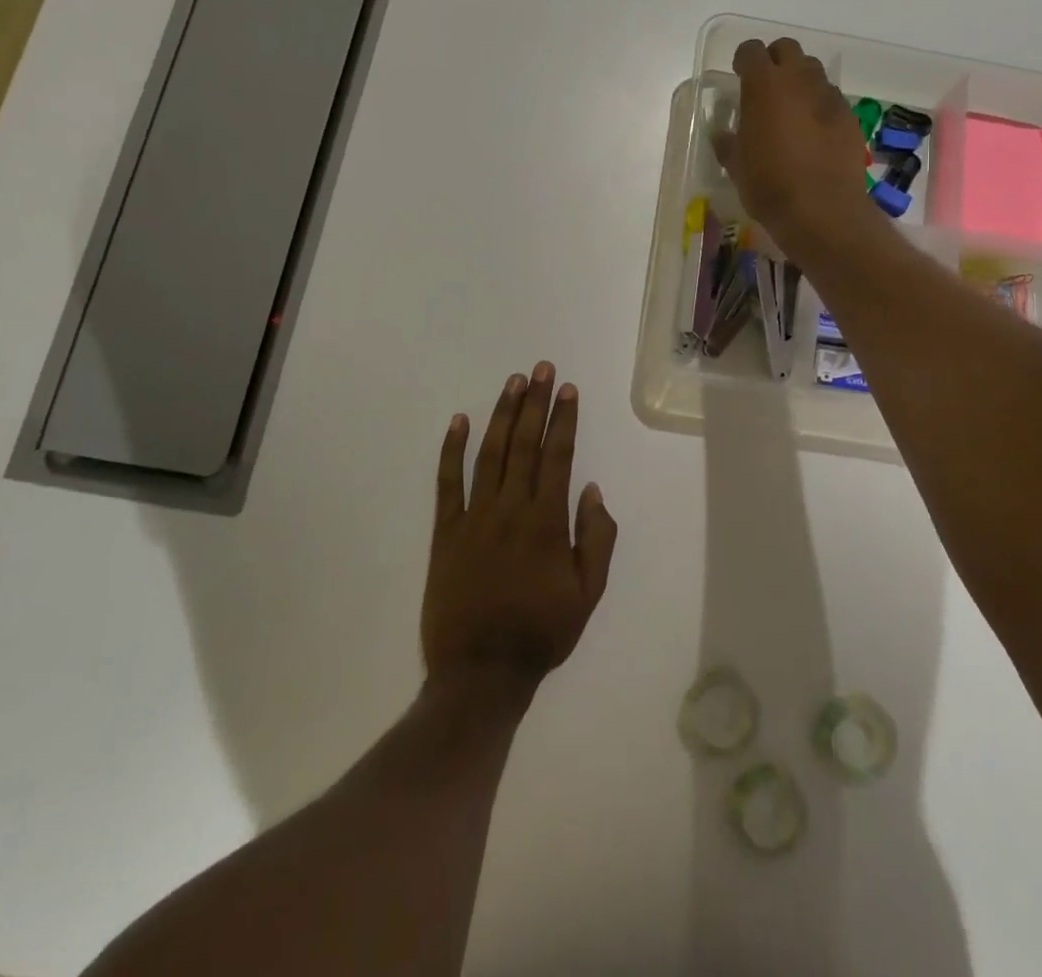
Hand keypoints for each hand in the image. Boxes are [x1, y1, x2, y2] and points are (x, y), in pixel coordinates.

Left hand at [423, 363, 617, 698]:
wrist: (481, 673)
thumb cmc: (541, 632)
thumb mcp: (588, 593)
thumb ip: (596, 539)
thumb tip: (592, 490)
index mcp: (547, 522)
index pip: (558, 456)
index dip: (564, 420)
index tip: (568, 389)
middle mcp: (511, 509)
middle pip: (525, 445)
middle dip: (536, 403)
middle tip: (542, 369)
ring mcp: (474, 518)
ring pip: (490, 454)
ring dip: (502, 415)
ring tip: (513, 382)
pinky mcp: (445, 532)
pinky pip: (446, 484)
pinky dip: (451, 451)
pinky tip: (458, 421)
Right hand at [714, 37, 878, 257]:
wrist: (822, 210)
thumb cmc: (769, 185)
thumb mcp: (737, 166)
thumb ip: (728, 143)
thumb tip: (722, 134)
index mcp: (764, 85)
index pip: (751, 51)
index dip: (743, 60)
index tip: (739, 74)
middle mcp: (799, 80)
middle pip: (787, 49)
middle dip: (775, 61)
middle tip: (766, 87)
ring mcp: (829, 96)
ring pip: (813, 71)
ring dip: (800, 81)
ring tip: (792, 109)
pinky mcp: (850, 117)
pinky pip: (831, 99)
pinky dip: (820, 106)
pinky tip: (815, 132)